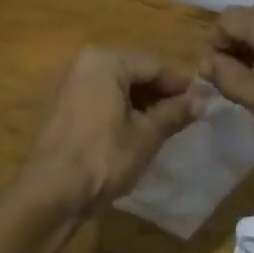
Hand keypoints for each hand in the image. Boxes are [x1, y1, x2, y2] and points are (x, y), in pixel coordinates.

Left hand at [10, 48, 202, 215]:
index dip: (178, 85)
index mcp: (104, 61)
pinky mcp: (57, 106)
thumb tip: (202, 100)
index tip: (198, 104)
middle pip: (131, 72)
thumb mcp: (147, 135)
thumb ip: (174, 113)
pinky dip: (115, 109)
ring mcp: (65, 84)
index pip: (153, 66)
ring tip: (159, 127)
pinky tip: (130, 132)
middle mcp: (81, 62)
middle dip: (156, 94)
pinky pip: (95, 98)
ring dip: (137, 102)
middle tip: (180, 117)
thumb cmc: (104, 157)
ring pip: (113, 85)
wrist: (51, 191)